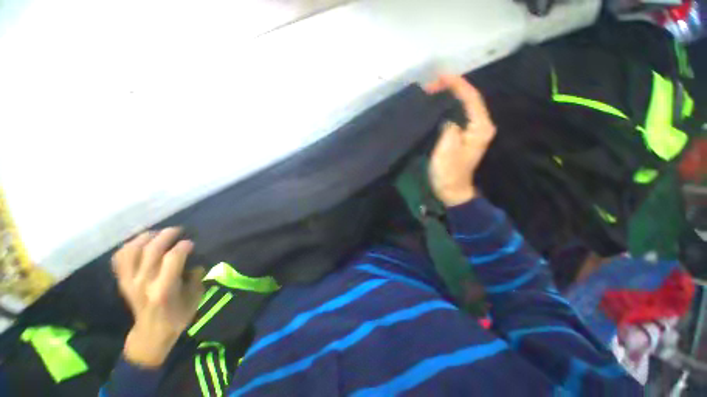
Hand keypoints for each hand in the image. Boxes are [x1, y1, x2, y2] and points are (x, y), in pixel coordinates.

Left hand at [112, 227, 204, 366]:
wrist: (150, 334)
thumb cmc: (177, 317)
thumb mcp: (195, 298)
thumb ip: (196, 278)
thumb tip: (194, 263)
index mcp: (164, 289)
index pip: (172, 259)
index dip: (183, 246)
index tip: (191, 243)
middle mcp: (144, 283)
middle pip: (151, 250)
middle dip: (166, 235)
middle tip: (177, 230)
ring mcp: (129, 282)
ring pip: (131, 250)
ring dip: (145, 238)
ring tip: (157, 233)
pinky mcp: (122, 282)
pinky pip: (120, 258)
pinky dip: (128, 247)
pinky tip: (140, 243)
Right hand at [425, 74, 495, 206]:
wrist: (452, 190)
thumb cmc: (448, 172)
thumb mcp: (446, 150)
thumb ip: (450, 128)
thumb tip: (448, 117)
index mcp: (480, 128)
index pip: (471, 98)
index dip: (457, 84)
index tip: (440, 76)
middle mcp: (481, 126)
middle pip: (470, 99)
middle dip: (452, 88)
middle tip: (432, 85)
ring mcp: (473, 131)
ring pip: (464, 106)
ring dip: (450, 97)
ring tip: (434, 91)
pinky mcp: (465, 136)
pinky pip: (459, 115)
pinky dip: (449, 107)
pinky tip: (438, 105)